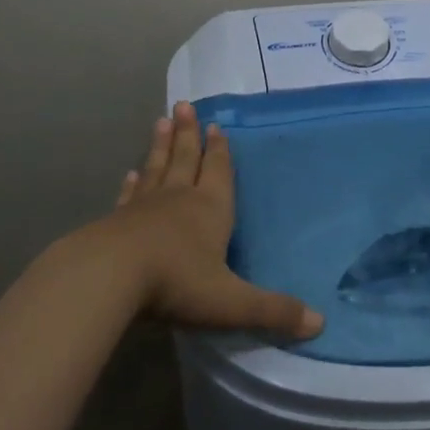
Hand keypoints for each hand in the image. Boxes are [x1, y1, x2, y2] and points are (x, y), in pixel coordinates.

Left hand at [104, 101, 322, 339]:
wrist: (110, 277)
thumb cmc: (177, 282)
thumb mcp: (232, 301)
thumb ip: (273, 311)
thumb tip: (320, 323)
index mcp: (211, 209)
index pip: (218, 172)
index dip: (219, 150)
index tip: (215, 124)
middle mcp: (179, 199)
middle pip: (185, 158)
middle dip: (187, 134)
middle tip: (184, 106)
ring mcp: (144, 207)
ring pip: (156, 168)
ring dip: (160, 146)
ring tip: (161, 122)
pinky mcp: (116, 221)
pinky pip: (129, 196)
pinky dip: (132, 184)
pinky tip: (129, 174)